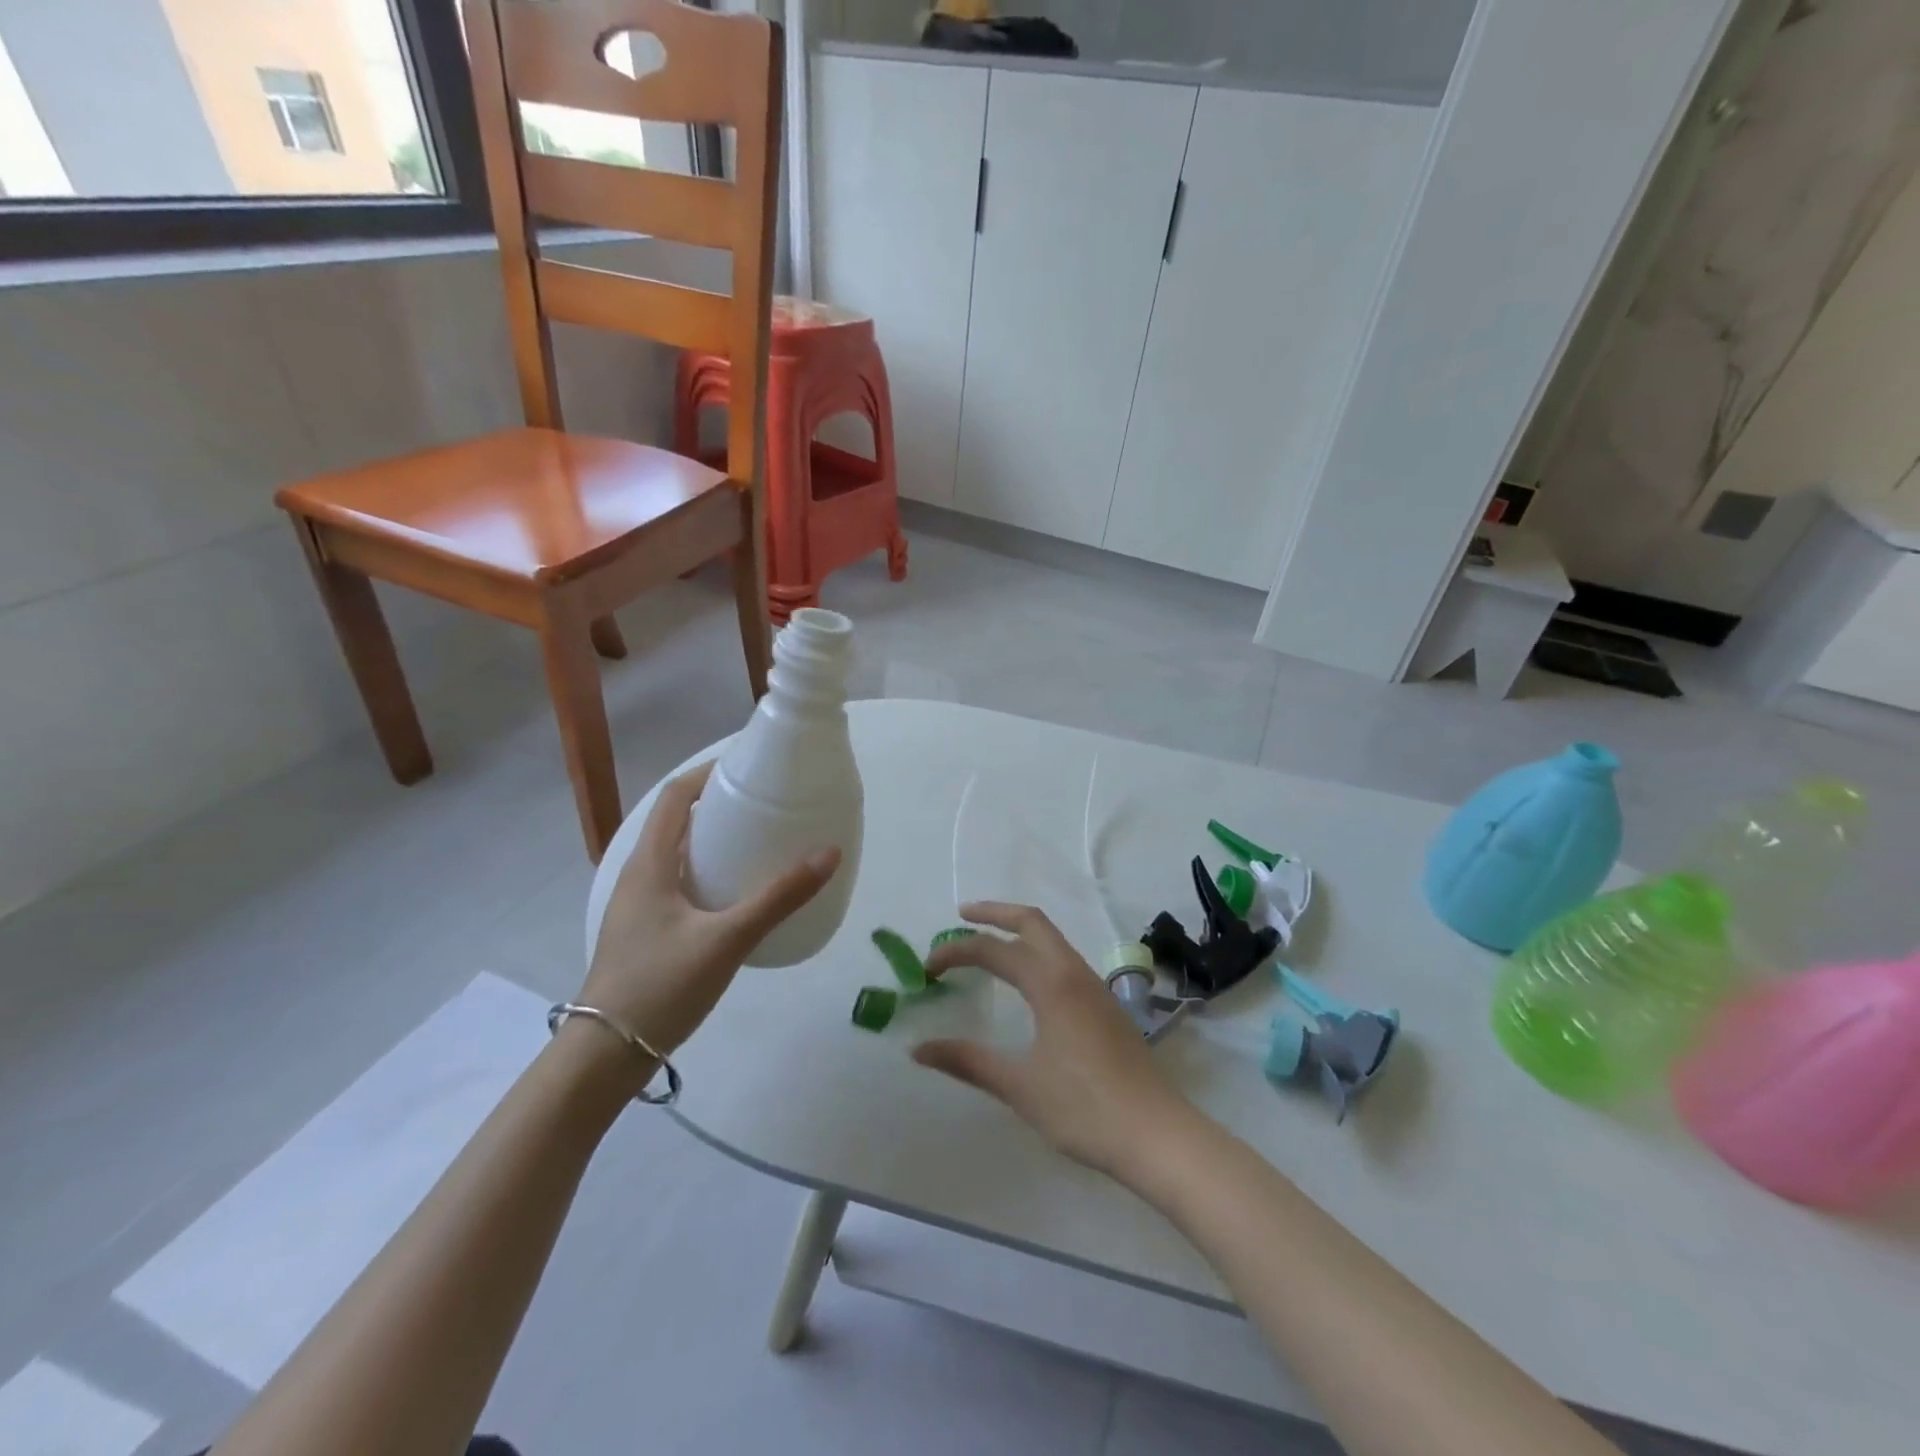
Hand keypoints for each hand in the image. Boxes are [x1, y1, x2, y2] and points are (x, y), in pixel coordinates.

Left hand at [581, 762, 840, 1056]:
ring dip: (714, 839)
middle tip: (766, 803)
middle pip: (678, 821)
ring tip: (760, 841)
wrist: (606, 1055)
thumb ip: (779, 898)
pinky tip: (738, 893)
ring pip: (678, 854)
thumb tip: (829, 853)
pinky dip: (709, 871)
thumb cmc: (660, 985)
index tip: (751, 766)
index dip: (710, 773)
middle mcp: (639, 874)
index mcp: (650, 863)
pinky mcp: (647, 930)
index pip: (677, 796)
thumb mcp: (727, 939)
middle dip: (720, 805)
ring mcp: (639, 904)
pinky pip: (680, 882)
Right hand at [916, 903, 1194, 1177]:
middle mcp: (1074, 973)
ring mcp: (1095, 988)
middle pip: (1033, 922)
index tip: (928, 969)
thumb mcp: (1019, 1085)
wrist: (1156, 1135)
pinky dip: (1037, 953)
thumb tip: (919, 1049)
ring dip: (1019, 932)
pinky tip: (1027, 982)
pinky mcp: (1106, 1007)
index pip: (995, 950)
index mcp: (1052, 984)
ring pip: (1053, 940)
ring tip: (989, 944)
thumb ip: (967, 1061)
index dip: (956, 952)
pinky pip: (1065, 960)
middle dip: (995, 913)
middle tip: (962, 917)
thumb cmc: (1083, 1108)